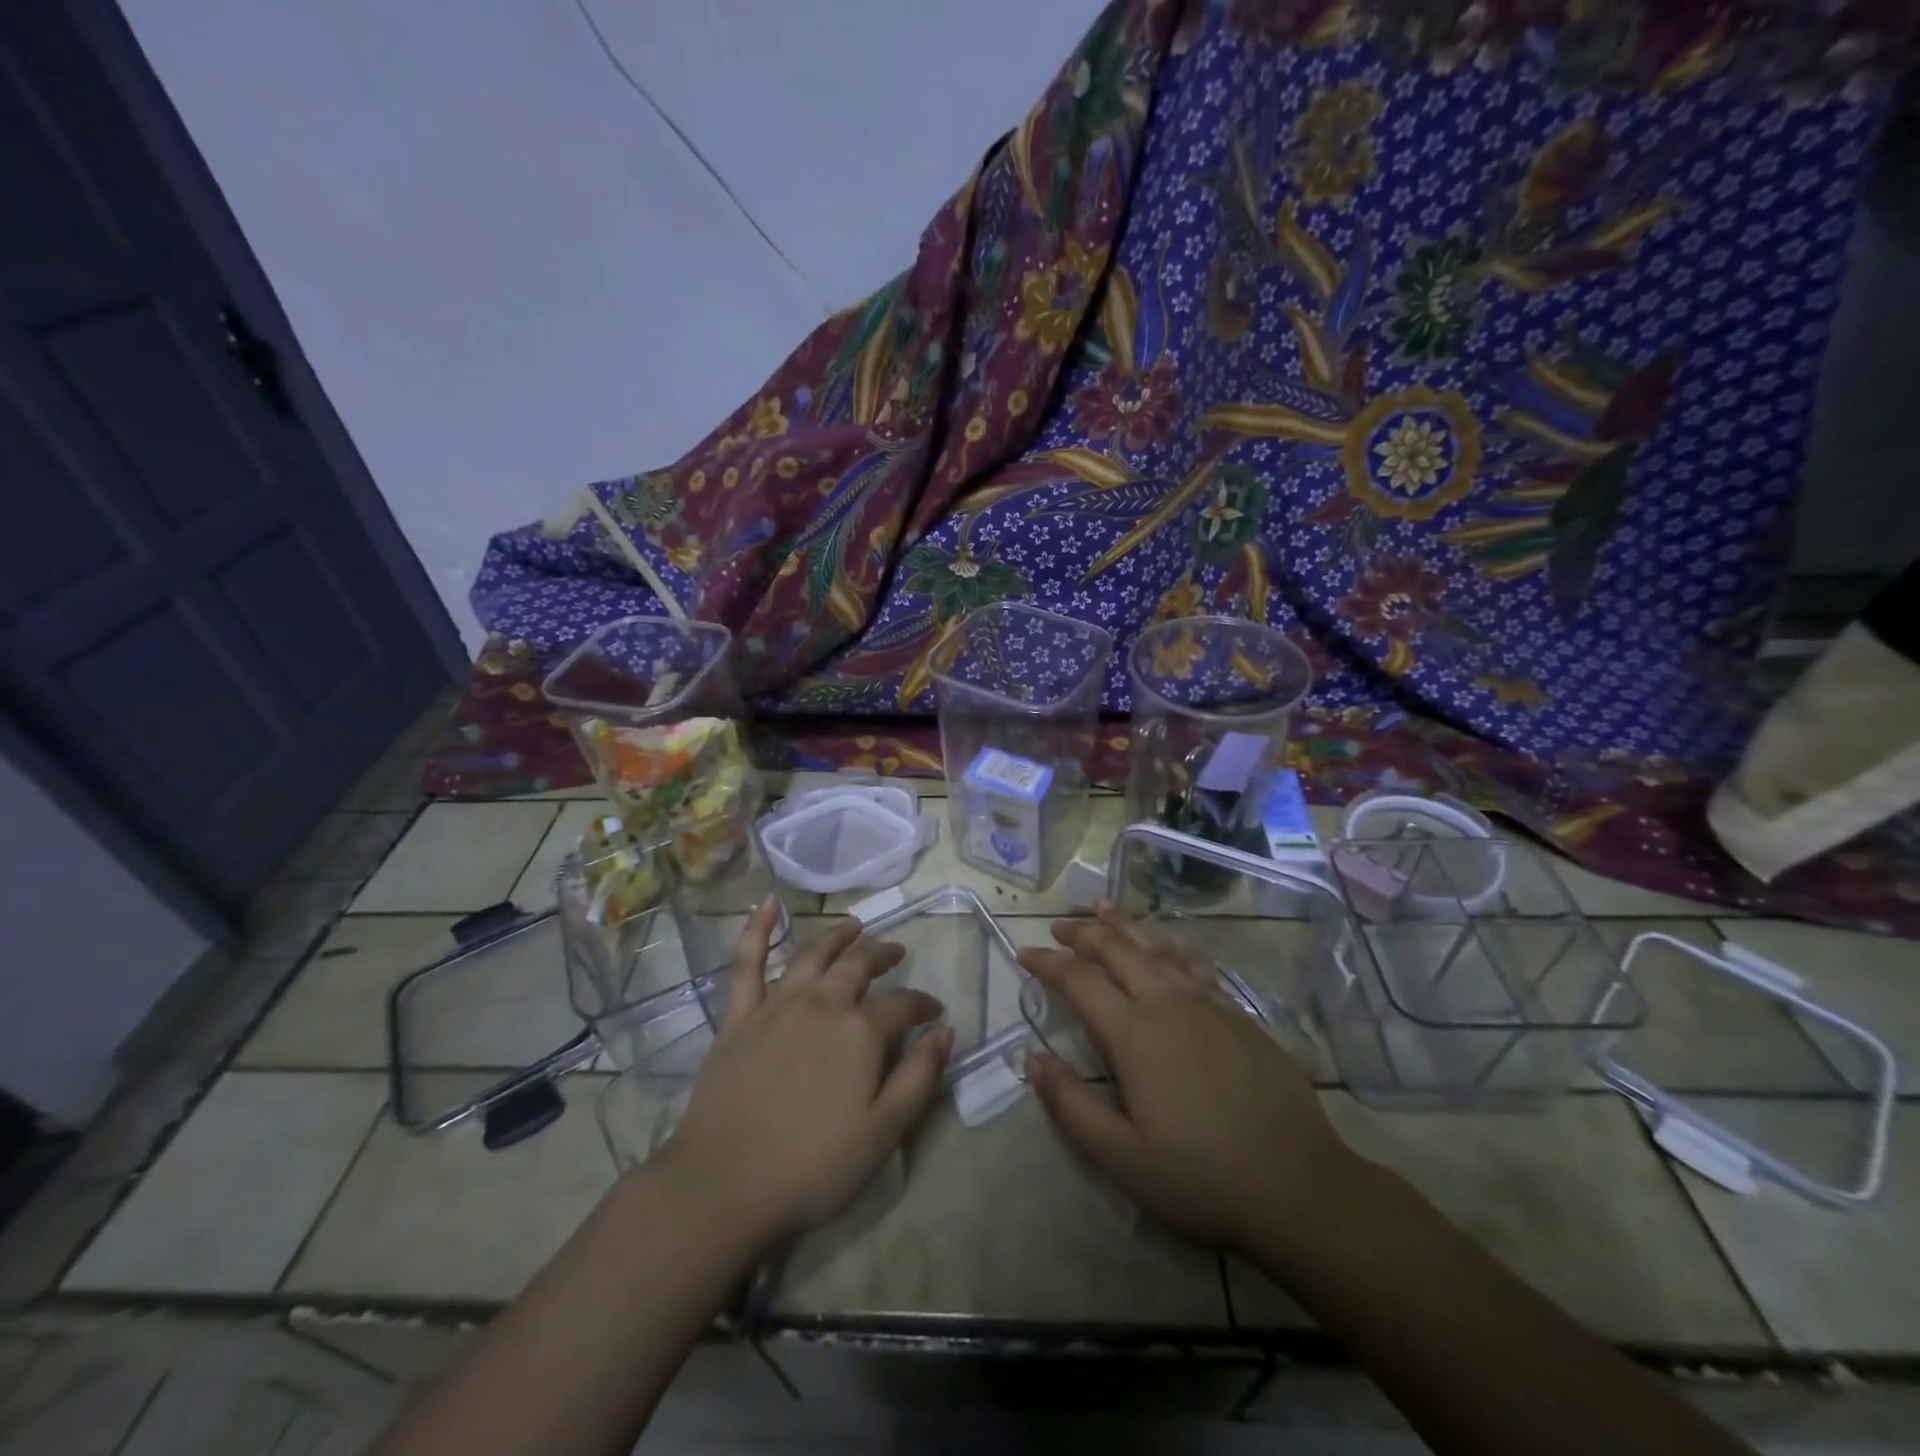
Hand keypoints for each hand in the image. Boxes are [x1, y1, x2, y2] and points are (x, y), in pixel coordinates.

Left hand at [654, 899, 952, 1248]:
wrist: (723, 1185)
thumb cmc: (812, 1166)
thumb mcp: (883, 1133)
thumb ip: (920, 1078)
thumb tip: (945, 1031)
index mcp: (860, 1031)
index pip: (903, 1004)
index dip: (923, 1005)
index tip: (934, 1013)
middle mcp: (823, 1003)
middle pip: (859, 965)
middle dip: (883, 955)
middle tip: (896, 952)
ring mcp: (776, 1005)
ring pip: (813, 955)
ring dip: (837, 936)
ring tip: (854, 925)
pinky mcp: (739, 1016)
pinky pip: (747, 962)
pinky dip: (757, 929)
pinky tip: (767, 904)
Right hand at [1018, 904, 1360, 1257]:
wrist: (1299, 1187)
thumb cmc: (1200, 1178)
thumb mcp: (1121, 1156)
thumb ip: (1070, 1104)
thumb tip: (1032, 1058)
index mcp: (1134, 1034)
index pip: (1079, 980)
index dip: (1048, 963)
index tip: (1024, 954)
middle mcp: (1168, 1003)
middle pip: (1118, 950)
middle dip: (1083, 933)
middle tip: (1059, 927)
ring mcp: (1209, 1004)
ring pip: (1158, 947)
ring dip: (1125, 925)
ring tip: (1103, 907)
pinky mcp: (1240, 1015)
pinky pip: (1194, 964)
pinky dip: (1169, 945)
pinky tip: (1167, 945)